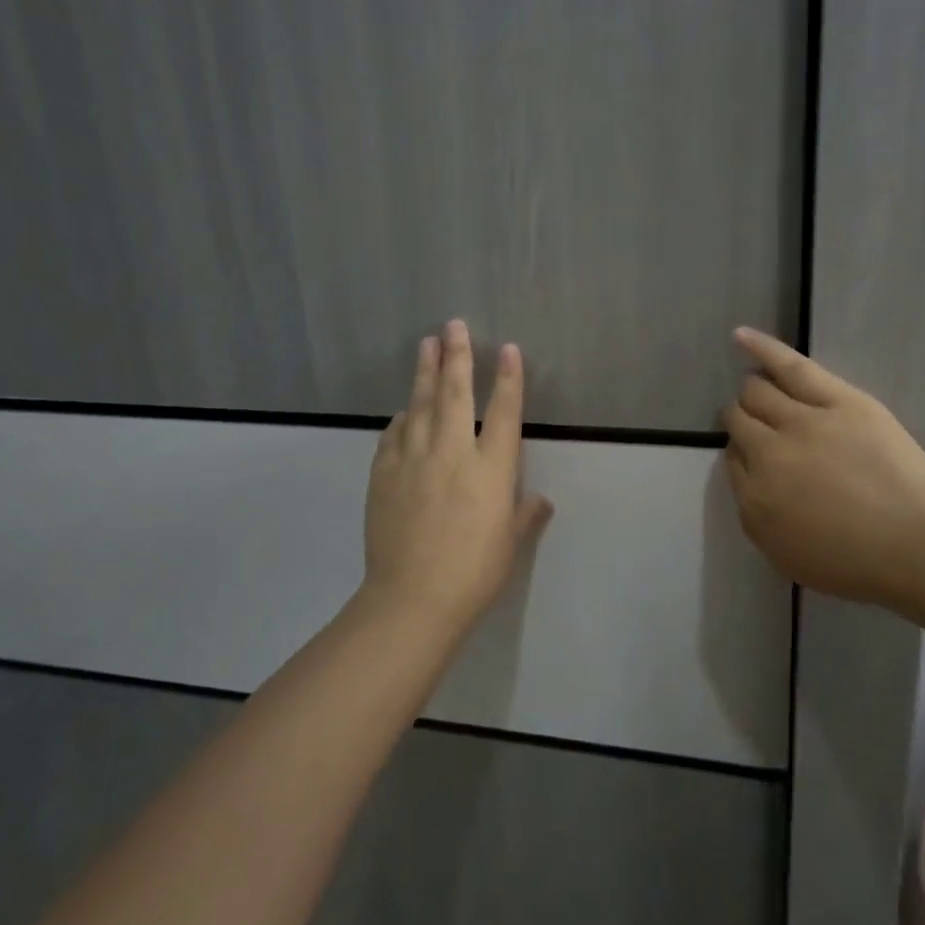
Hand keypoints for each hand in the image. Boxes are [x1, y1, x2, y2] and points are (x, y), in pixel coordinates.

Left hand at [362, 319, 553, 632]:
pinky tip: (403, 410)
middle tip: (453, 324)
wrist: (412, 600)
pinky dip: (401, 418)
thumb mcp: (510, 543)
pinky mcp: (383, 475)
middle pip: (455, 393)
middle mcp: (452, 452)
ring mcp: (413, 460)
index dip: (508, 378)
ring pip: (419, 404)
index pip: (504, 412)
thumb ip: (526, 515)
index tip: (507, 349)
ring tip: (427, 344)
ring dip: (425, 372)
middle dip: (457, 355)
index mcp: (490, 468)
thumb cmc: (474, 573)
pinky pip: (392, 435)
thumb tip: (540, 500)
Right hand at [722, 328, 924, 608]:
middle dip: (742, 422)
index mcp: (754, 500)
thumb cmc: (858, 563)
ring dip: (753, 394)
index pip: (733, 460)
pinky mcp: (834, 399)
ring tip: (763, 395)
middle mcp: (766, 455)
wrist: (918, 545)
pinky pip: (788, 366)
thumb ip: (757, 515)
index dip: (744, 455)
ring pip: (756, 392)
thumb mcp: (787, 556)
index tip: (760, 459)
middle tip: (763, 429)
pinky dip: (761, 348)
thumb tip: (749, 479)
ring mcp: (799, 422)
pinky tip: (740, 337)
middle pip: (739, 422)